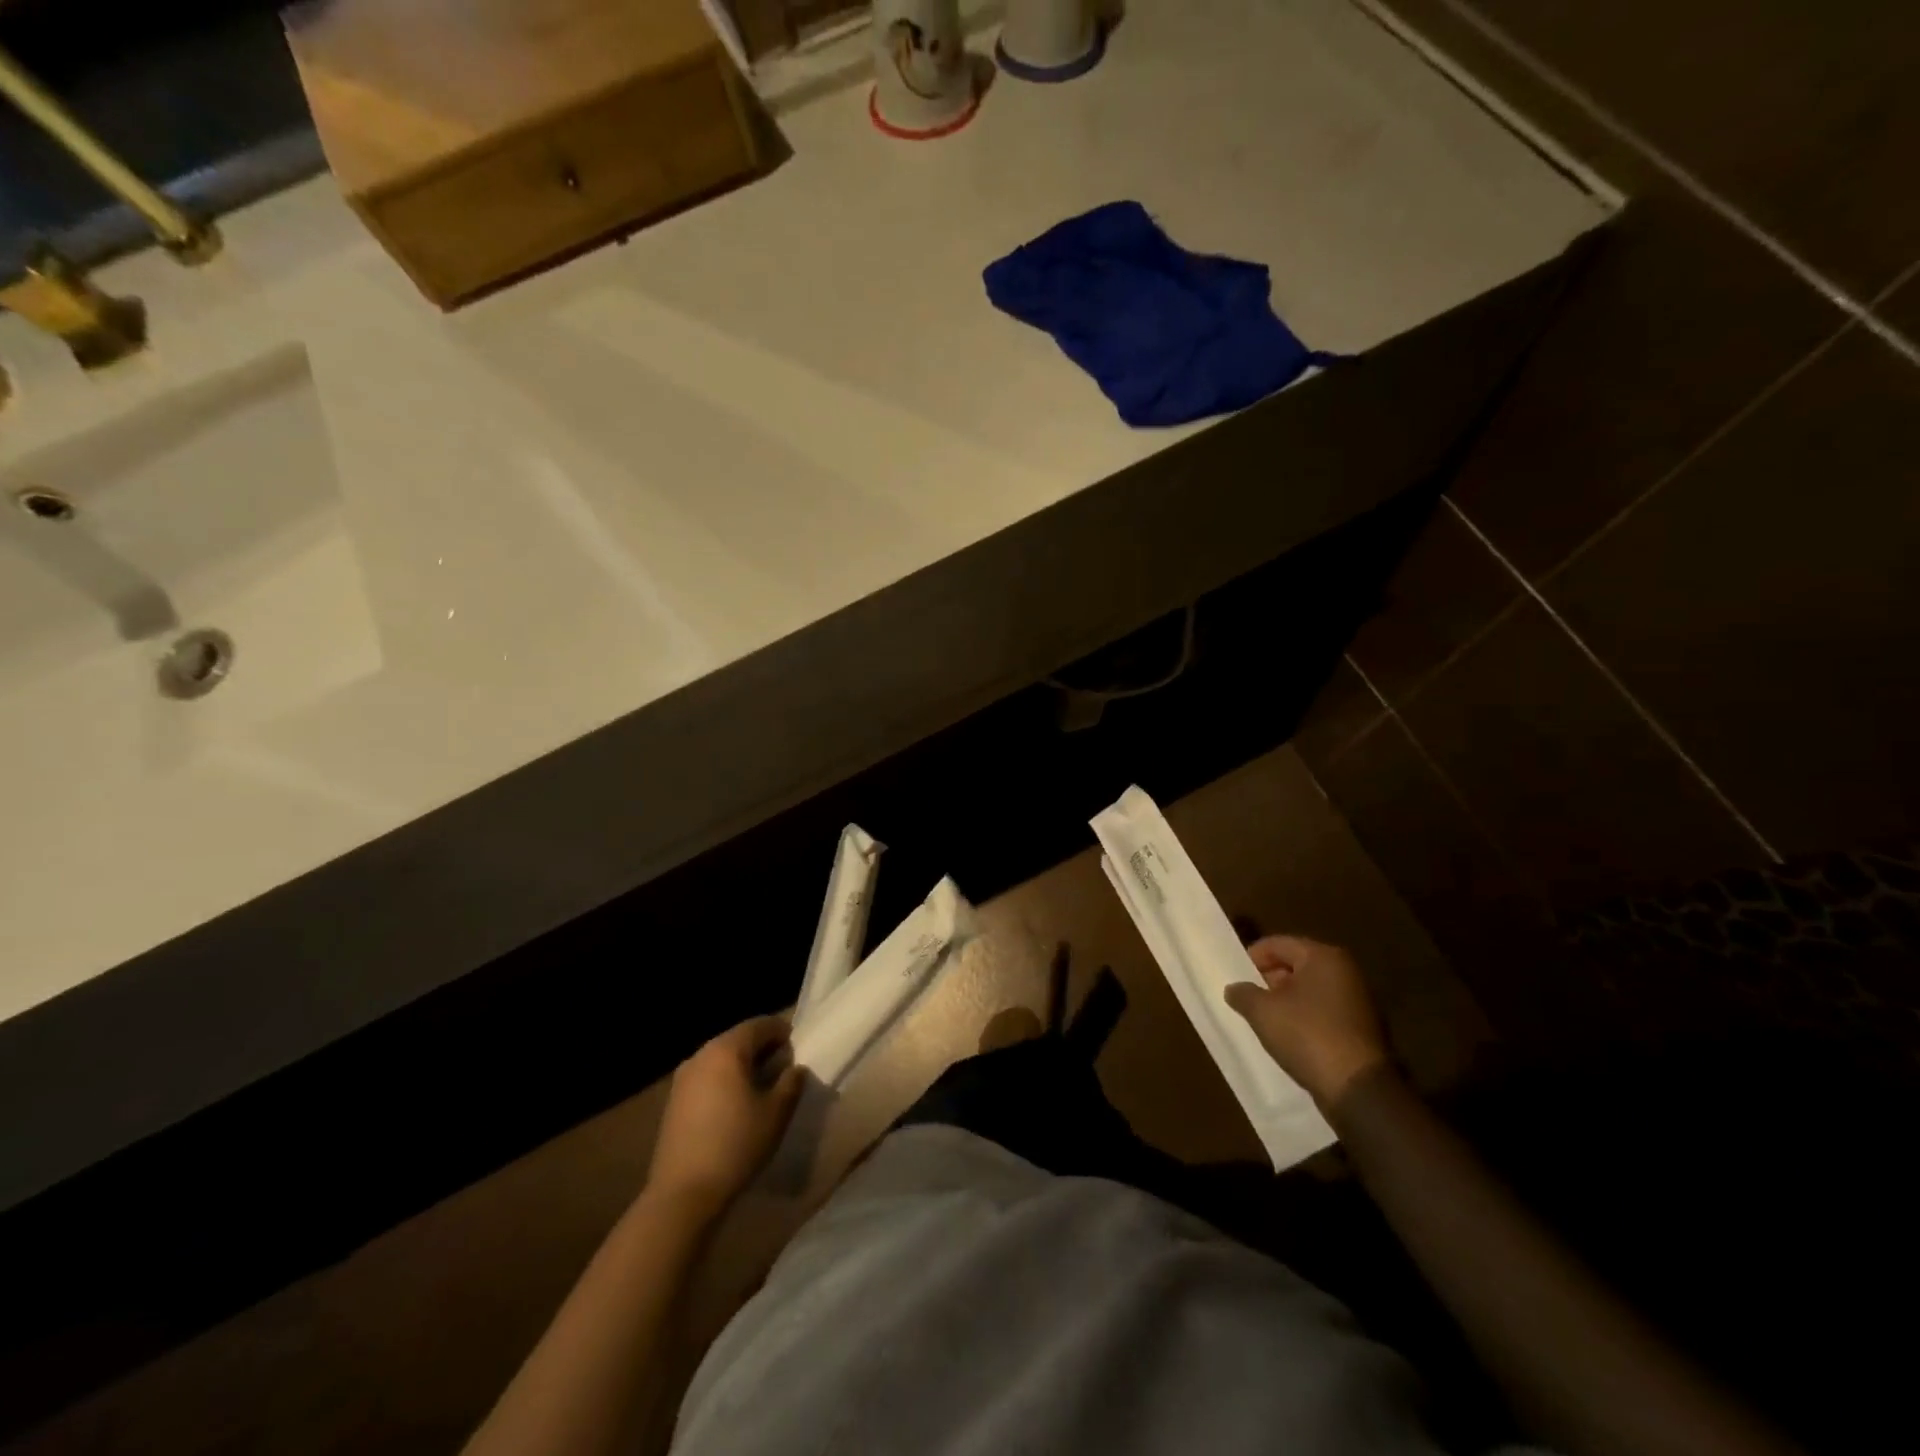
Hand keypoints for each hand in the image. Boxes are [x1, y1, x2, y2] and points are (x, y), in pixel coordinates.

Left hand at [647, 1016, 804, 1216]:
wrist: (683, 1194)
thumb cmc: (736, 1145)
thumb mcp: (776, 1113)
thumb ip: (791, 1082)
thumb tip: (795, 1067)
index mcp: (726, 1050)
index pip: (759, 1025)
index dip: (781, 1031)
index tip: (797, 1045)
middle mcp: (701, 1055)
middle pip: (737, 1039)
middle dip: (762, 1048)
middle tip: (783, 1066)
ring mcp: (683, 1078)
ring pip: (720, 1059)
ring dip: (742, 1065)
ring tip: (761, 1086)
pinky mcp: (673, 1102)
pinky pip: (706, 1078)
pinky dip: (724, 1081)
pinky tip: (735, 1104)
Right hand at [1224, 936, 1389, 1109]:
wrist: (1357, 1088)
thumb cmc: (1307, 1035)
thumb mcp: (1262, 1012)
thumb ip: (1243, 994)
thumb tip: (1234, 989)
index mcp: (1323, 957)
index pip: (1278, 944)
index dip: (1253, 956)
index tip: (1236, 974)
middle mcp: (1345, 971)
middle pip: (1296, 964)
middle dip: (1270, 978)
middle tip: (1249, 996)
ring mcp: (1357, 1000)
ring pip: (1310, 990)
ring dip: (1286, 1000)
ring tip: (1264, 1018)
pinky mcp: (1361, 1027)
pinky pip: (1323, 1011)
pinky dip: (1304, 1017)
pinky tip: (1288, 1035)